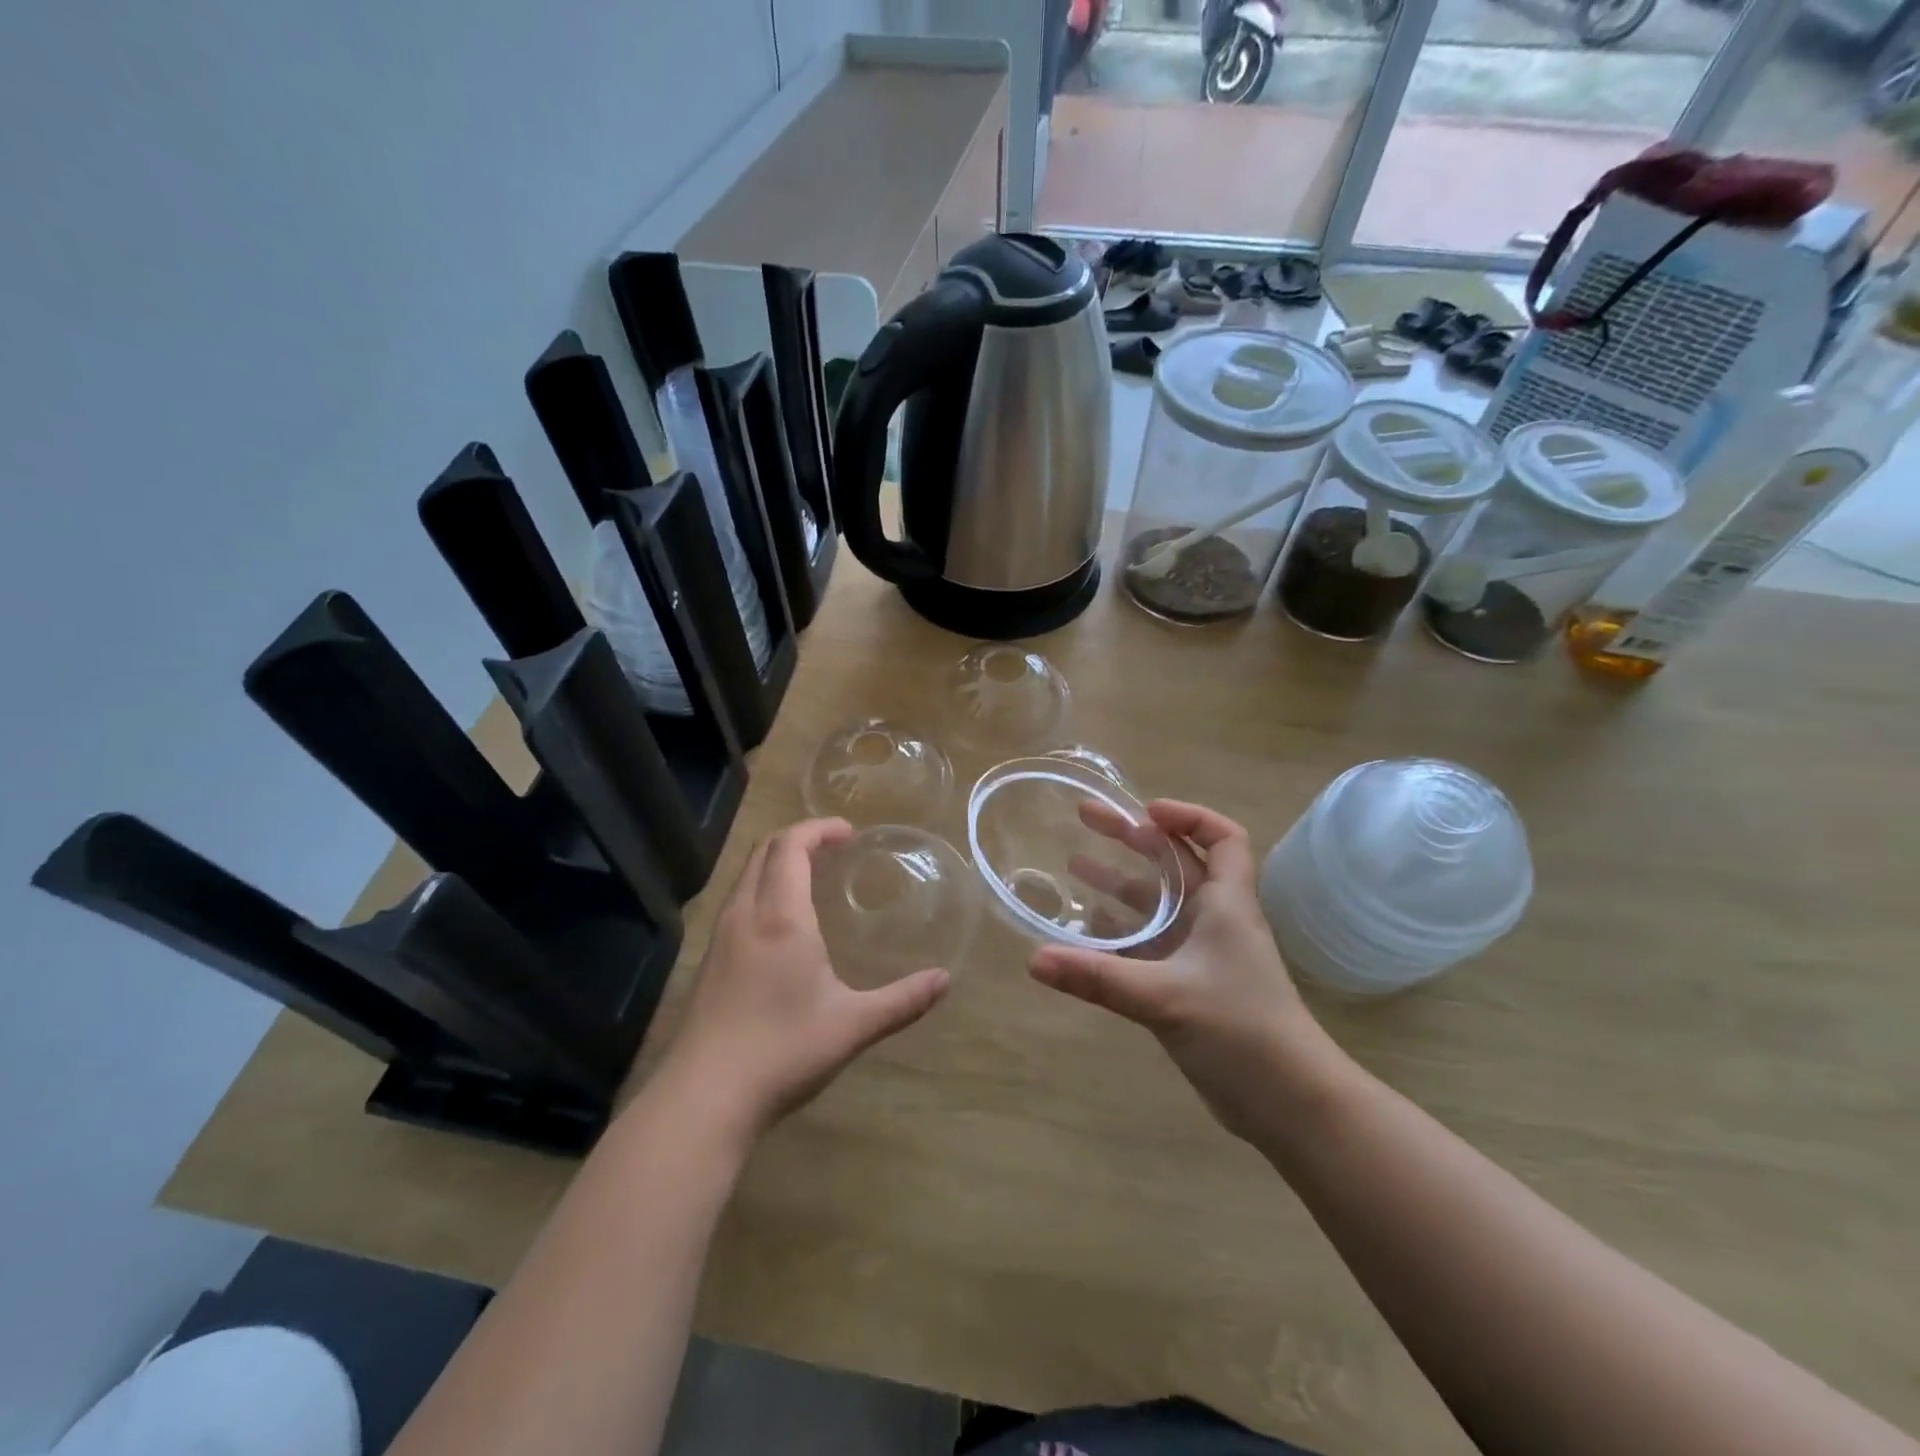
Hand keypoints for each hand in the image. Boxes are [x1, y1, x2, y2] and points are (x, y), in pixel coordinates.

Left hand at [661, 818, 949, 1139]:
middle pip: (764, 851)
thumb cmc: (781, 1051)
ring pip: (746, 875)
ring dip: (777, 862)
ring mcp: (721, 937)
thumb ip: (902, 1000)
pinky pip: (737, 901)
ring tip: (811, 876)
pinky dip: (762, 887)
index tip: (848, 833)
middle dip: (798, 838)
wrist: (702, 1099)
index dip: (818, 829)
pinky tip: (782, 923)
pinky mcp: (709, 961)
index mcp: (780, 917)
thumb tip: (945, 980)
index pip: (790, 846)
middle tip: (834, 848)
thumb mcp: (852, 1026)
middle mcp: (745, 914)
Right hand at [1032, 800, 1330, 1142]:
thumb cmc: (1241, 1031)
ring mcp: (1202, 955)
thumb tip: (1033, 959)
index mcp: (1226, 904)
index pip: (1222, 838)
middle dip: (1134, 839)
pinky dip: (1119, 934)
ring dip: (1120, 884)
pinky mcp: (1189, 986)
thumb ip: (1098, 977)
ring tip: (1073, 867)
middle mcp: (1216, 920)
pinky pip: (1149, 945)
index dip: (1188, 815)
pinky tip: (1085, 932)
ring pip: (1158, 905)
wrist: (1289, 1105)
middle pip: (1176, 863)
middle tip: (1086, 820)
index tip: (1144, 811)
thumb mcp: (1166, 997)